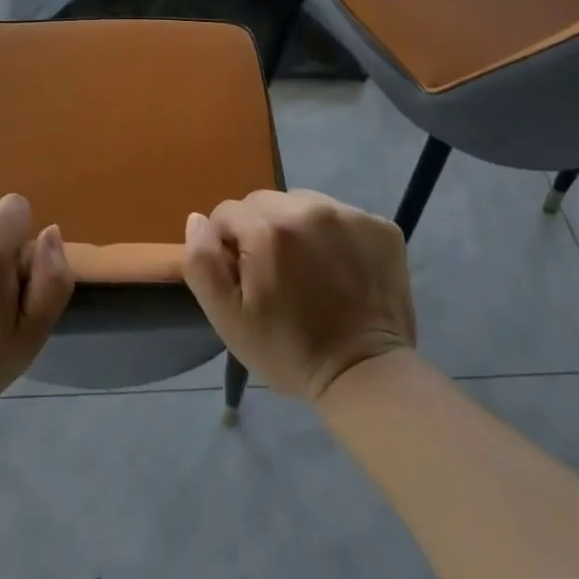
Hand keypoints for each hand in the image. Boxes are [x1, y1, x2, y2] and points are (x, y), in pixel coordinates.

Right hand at [183, 189, 415, 404]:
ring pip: (301, 204)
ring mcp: (350, 214)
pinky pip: (339, 216)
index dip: (227, 247)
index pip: (226, 213)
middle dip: (260, 232)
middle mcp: (309, 207)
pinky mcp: (381, 226)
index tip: (245, 280)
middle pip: (264, 203)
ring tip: (308, 271)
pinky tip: (339, 270)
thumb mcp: (227, 317)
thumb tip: (197, 220)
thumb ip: (202, 262)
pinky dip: (333, 236)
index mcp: (268, 227)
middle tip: (275, 276)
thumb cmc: (287, 350)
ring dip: (296, 228)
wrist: (365, 375)